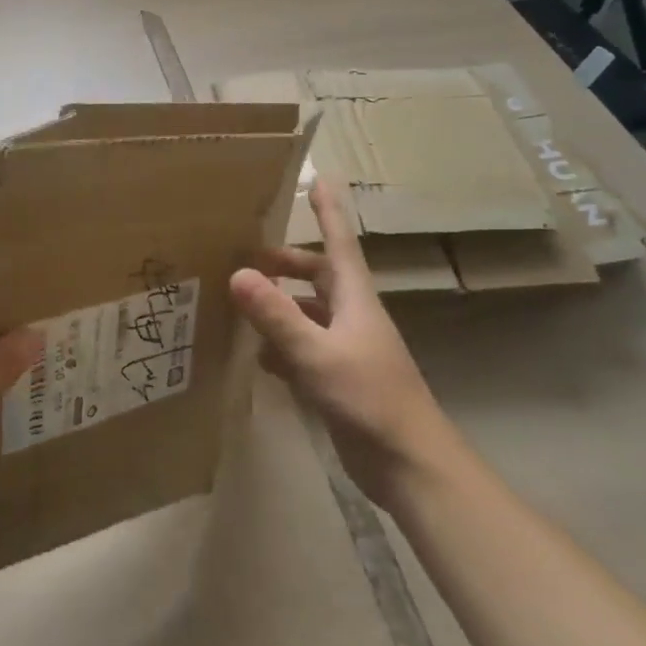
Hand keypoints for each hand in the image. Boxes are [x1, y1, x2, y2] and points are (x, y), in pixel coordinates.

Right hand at [229, 177, 451, 498]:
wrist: (409, 466)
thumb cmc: (369, 399)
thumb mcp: (316, 354)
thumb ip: (277, 315)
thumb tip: (237, 273)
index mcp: (355, 300)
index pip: (340, 243)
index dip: (329, 212)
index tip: (319, 179)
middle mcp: (352, 317)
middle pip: (318, 276)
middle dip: (286, 263)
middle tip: (247, 256)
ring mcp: (346, 349)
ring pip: (308, 313)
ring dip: (279, 304)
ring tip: (240, 301)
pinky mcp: (338, 379)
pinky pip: (303, 349)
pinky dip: (279, 345)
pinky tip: (256, 354)